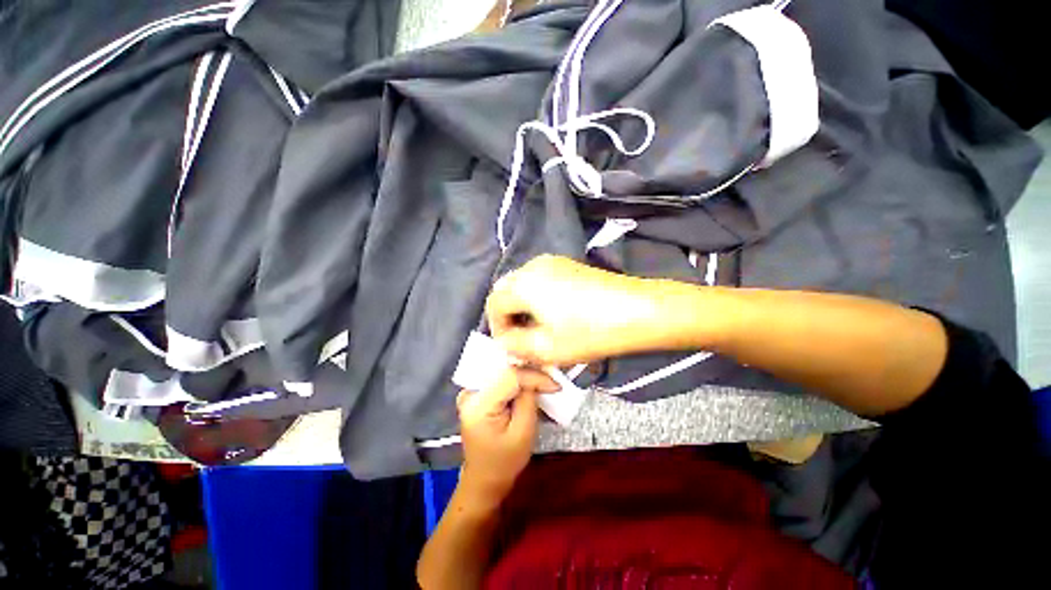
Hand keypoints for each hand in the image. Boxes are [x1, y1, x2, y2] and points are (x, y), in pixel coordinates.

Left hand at [457, 368, 554, 505]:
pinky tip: (529, 384)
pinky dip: (515, 380)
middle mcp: (469, 393)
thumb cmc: (504, 462)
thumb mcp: (523, 433)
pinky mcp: (476, 393)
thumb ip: (528, 401)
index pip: (510, 376)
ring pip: (502, 371)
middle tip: (551, 380)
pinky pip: (498, 378)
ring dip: (524, 374)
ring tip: (543, 380)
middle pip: (505, 370)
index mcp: (478, 405)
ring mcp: (470, 391)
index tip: (555, 385)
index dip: (534, 376)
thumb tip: (537, 378)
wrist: (484, 479)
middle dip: (530, 373)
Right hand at [486, 254, 671, 365]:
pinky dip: (537, 297)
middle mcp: (533, 265)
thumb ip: (514, 346)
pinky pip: (540, 280)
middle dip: (509, 316)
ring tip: (539, 329)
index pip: (494, 304)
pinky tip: (554, 314)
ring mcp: (552, 261)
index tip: (511, 347)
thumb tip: (504, 341)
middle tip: (523, 339)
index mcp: (524, 283)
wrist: (638, 311)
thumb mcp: (546, 348)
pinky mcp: (567, 264)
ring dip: (523, 307)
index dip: (497, 328)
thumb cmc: (590, 332)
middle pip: (507, 291)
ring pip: (523, 285)